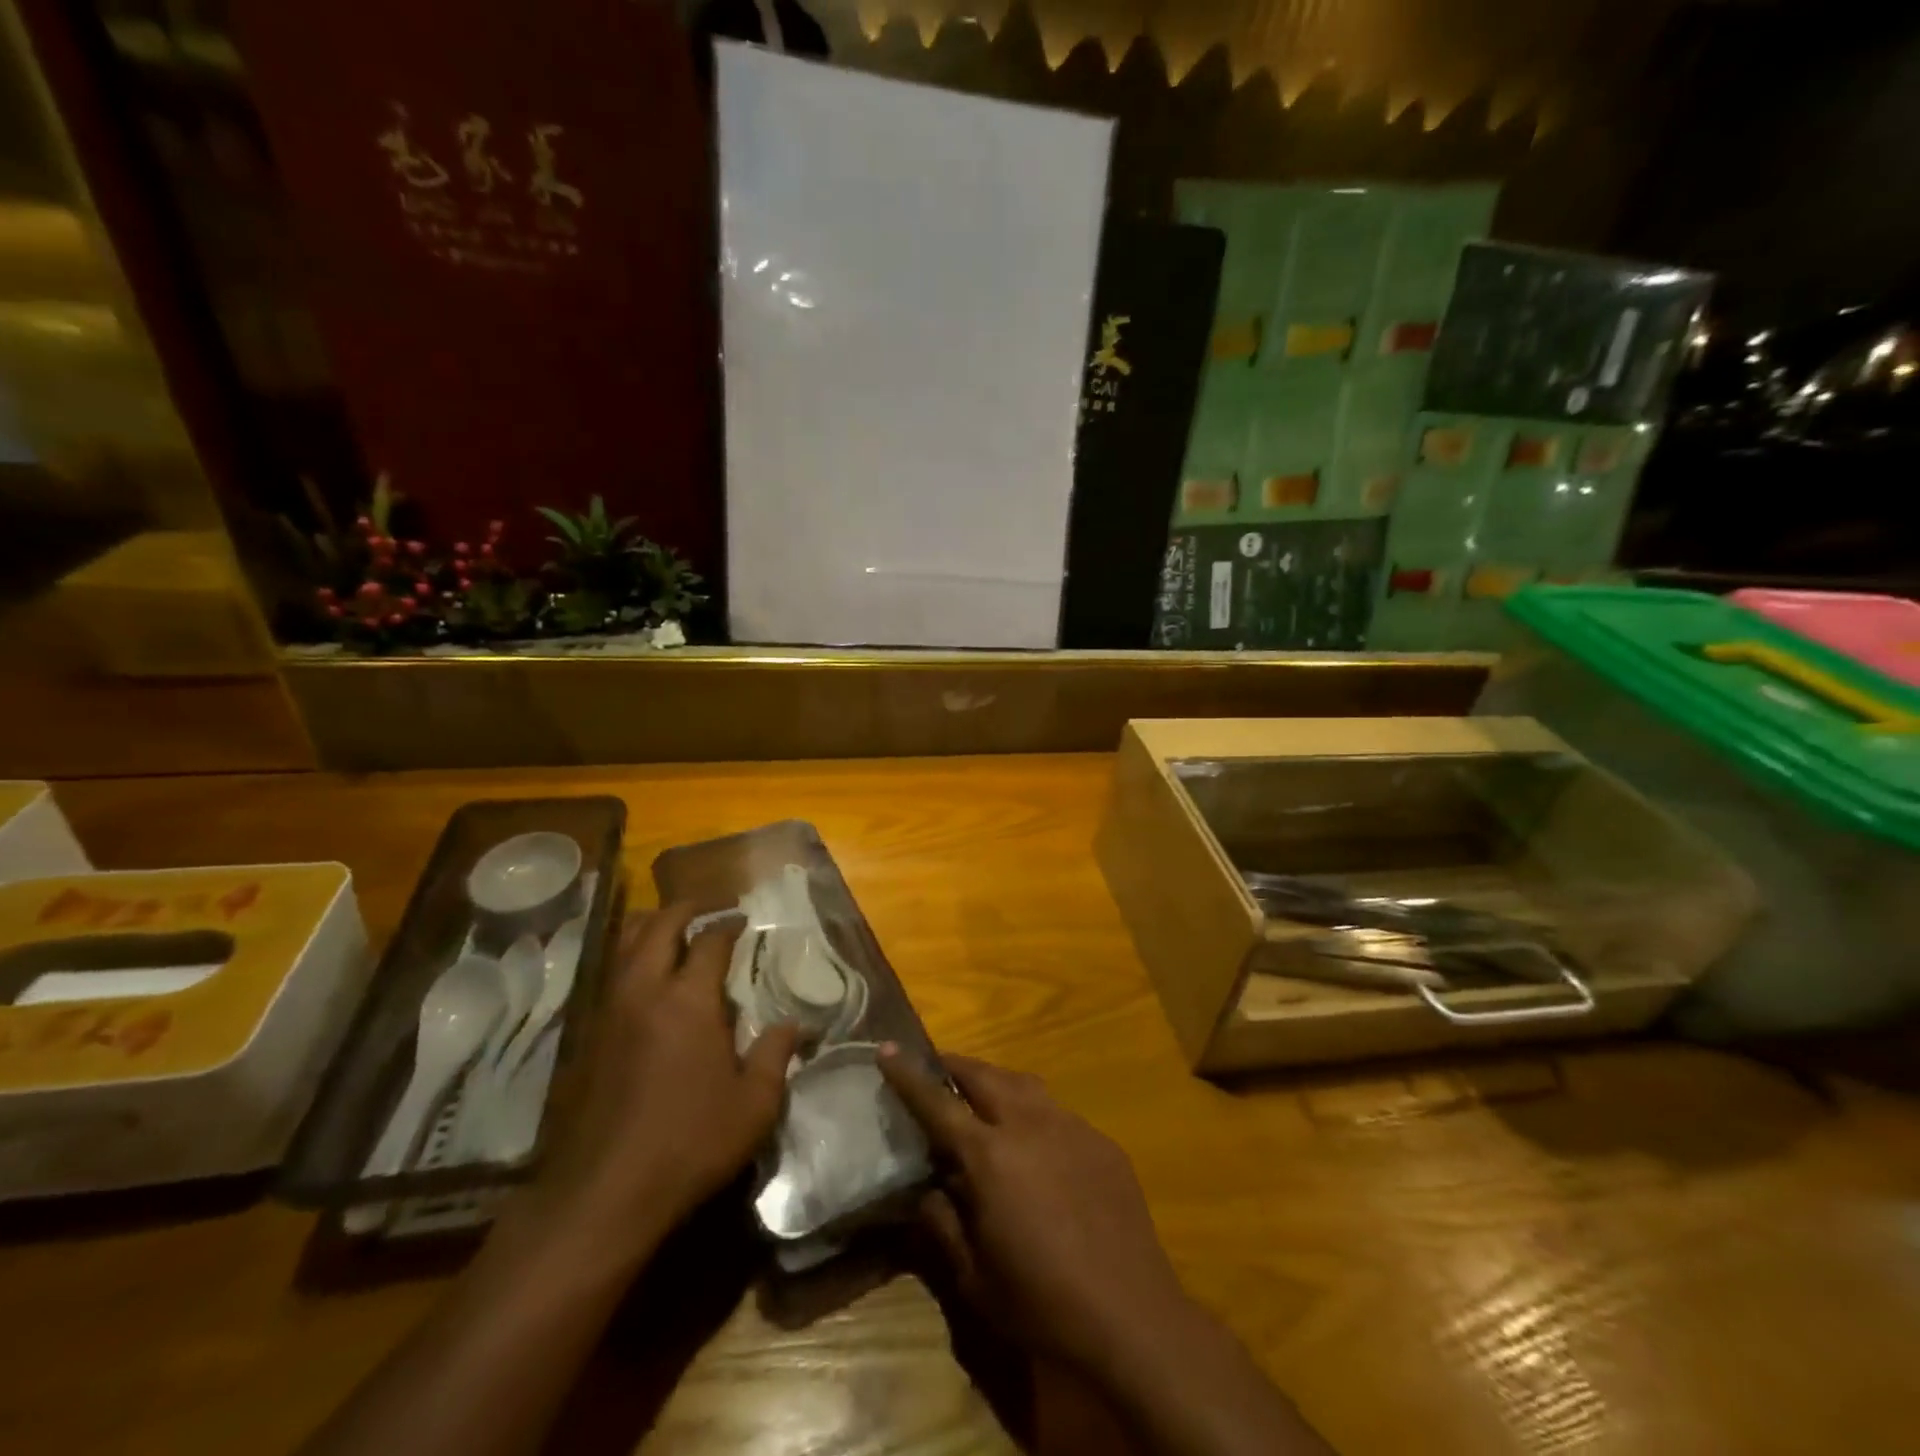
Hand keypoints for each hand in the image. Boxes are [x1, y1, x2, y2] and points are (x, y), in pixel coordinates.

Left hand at [527, 903, 798, 1263]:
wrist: (603, 1194)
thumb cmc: (690, 1143)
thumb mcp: (754, 1104)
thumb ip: (776, 1055)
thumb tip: (796, 1024)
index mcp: (689, 1000)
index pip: (710, 941)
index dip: (729, 926)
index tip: (743, 921)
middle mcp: (644, 991)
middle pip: (659, 926)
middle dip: (685, 909)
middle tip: (707, 907)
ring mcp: (609, 1012)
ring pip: (625, 945)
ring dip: (651, 928)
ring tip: (674, 931)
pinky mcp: (588, 1037)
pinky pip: (611, 976)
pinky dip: (631, 960)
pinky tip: (647, 982)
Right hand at [879, 1047, 1190, 1376]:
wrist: (1132, 1316)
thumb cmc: (1042, 1304)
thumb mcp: (974, 1277)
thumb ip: (943, 1224)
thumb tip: (925, 1190)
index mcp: (990, 1156)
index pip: (937, 1103)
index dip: (909, 1075)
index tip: (886, 1048)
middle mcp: (1029, 1125)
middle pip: (984, 1076)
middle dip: (955, 1066)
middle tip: (937, 1069)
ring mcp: (1071, 1127)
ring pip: (1024, 1084)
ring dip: (996, 1082)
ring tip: (983, 1096)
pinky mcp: (1101, 1141)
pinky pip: (1058, 1112)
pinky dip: (1035, 1114)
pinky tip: (1037, 1146)